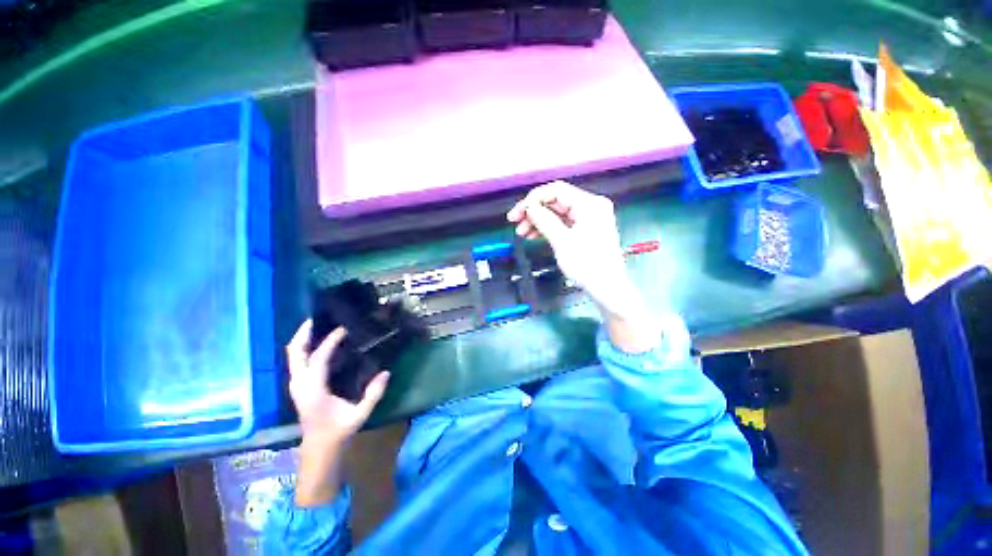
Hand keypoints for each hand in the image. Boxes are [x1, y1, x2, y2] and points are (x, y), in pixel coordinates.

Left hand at [286, 319, 389, 505]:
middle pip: (294, 353)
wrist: (319, 449)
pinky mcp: (299, 386)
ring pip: (293, 356)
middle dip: (303, 334)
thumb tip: (387, 372)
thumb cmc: (338, 432)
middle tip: (317, 319)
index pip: (318, 358)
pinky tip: (319, 344)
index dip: (330, 342)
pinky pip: (298, 361)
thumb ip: (373, 394)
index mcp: (313, 390)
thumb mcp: (359, 415)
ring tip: (317, 326)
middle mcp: (300, 384)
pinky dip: (306, 348)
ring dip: (303, 339)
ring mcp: (296, 385)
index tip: (344, 329)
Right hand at [507, 181, 659, 352]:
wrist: (607, 288)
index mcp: (589, 204)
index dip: (533, 199)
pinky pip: (563, 223)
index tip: (517, 213)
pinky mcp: (585, 229)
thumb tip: (528, 207)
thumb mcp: (562, 242)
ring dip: (538, 220)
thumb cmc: (587, 265)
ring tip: (522, 232)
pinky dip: (548, 227)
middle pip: (556, 201)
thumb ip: (544, 220)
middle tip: (515, 222)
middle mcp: (591, 206)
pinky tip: (534, 235)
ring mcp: (589, 218)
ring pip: (557, 212)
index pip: (556, 191)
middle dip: (534, 211)